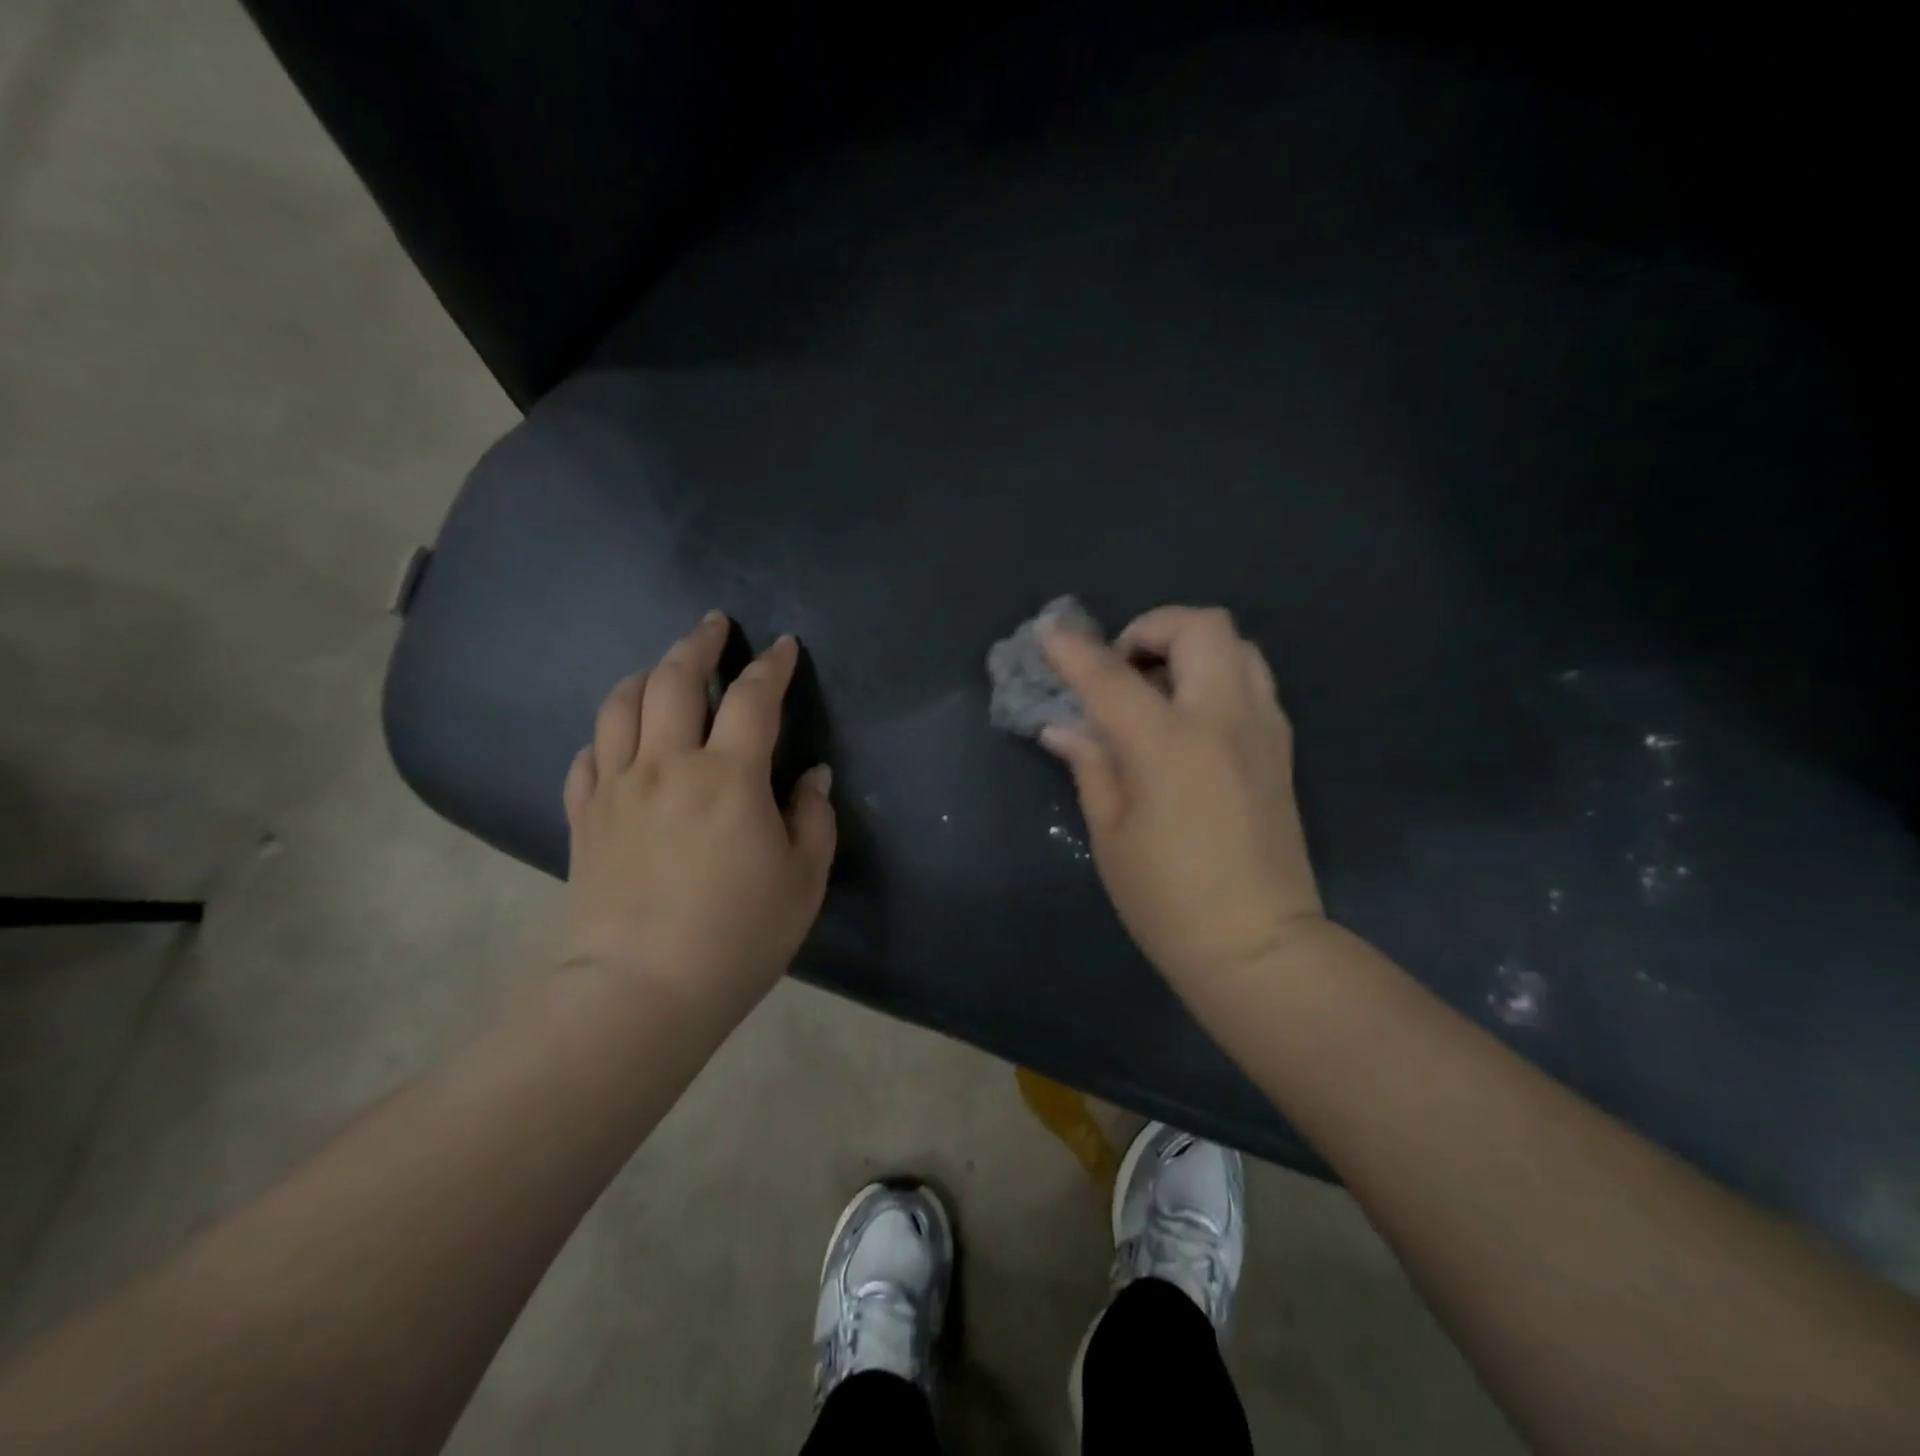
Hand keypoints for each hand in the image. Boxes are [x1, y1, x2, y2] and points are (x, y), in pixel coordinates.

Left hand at [561, 613, 836, 1016]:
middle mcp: (667, 765)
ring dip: (645, 674)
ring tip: (662, 668)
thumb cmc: (738, 937)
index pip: (752, 698)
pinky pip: (588, 755)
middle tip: (713, 627)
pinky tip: (618, 735)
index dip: (771, 665)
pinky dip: (606, 732)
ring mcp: (617, 788)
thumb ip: (813, 819)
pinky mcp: (585, 817)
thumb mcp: (803, 881)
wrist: (640, 991)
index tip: (783, 646)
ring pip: (620, 705)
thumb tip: (812, 777)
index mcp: (728, 777)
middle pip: (673, 680)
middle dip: (697, 644)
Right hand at [1040, 605, 1323, 993]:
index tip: (1047, 630)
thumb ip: (1090, 765)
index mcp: (1168, 744)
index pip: (1111, 676)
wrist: (1258, 945)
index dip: (1073, 649)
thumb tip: (1063, 727)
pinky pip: (1253, 680)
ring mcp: (1261, 730)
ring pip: (1237, 644)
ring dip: (1190, 647)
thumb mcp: (1110, 832)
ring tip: (1157, 689)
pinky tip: (1189, 719)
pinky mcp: (1281, 749)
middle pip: (1200, 626)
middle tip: (1122, 667)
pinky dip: (1216, 675)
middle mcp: (1222, 719)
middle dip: (1152, 628)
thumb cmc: (1167, 898)